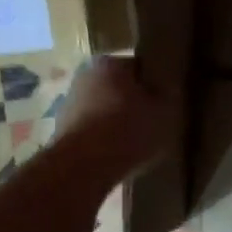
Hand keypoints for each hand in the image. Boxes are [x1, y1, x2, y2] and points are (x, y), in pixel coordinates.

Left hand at [54, 54, 173, 185]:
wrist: (82, 167)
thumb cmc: (127, 129)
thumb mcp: (164, 111)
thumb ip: (168, 96)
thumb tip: (166, 90)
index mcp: (110, 63)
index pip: (140, 66)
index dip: (156, 84)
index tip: (167, 101)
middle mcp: (85, 76)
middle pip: (120, 87)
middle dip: (136, 102)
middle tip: (156, 122)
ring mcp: (70, 104)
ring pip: (105, 109)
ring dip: (119, 122)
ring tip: (139, 143)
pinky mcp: (62, 131)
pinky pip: (94, 130)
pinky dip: (105, 139)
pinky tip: (120, 155)